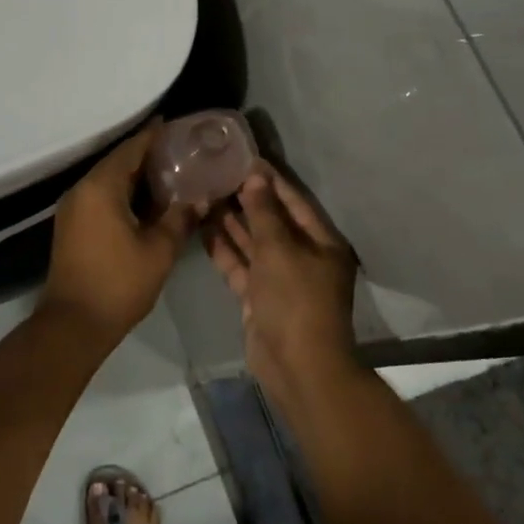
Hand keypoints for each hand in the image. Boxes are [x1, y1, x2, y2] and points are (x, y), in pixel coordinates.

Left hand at [42, 125, 195, 340]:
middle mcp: (82, 189)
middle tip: (181, 150)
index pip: (131, 149)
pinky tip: (147, 201)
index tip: (177, 125)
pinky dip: (123, 192)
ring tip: (170, 172)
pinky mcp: (72, 225)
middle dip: (147, 154)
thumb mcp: (159, 250)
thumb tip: (200, 198)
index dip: (154, 136)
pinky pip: (100, 196)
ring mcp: (73, 208)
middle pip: (118, 162)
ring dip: (135, 175)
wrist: (74, 323)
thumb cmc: (119, 283)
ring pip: (108, 179)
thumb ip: (180, 218)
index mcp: (101, 187)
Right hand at [205, 164, 357, 388]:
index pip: (293, 201)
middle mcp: (302, 257)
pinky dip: (224, 249)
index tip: (244, 157)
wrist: (297, 366)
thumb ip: (264, 212)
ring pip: (253, 243)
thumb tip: (256, 176)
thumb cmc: (296, 300)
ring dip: (231, 222)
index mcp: (321, 242)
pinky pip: (241, 265)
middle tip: (215, 174)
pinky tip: (202, 228)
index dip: (270, 179)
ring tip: (204, 194)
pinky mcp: (259, 297)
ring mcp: (280, 279)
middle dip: (245, 199)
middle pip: (272, 220)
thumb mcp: (279, 250)